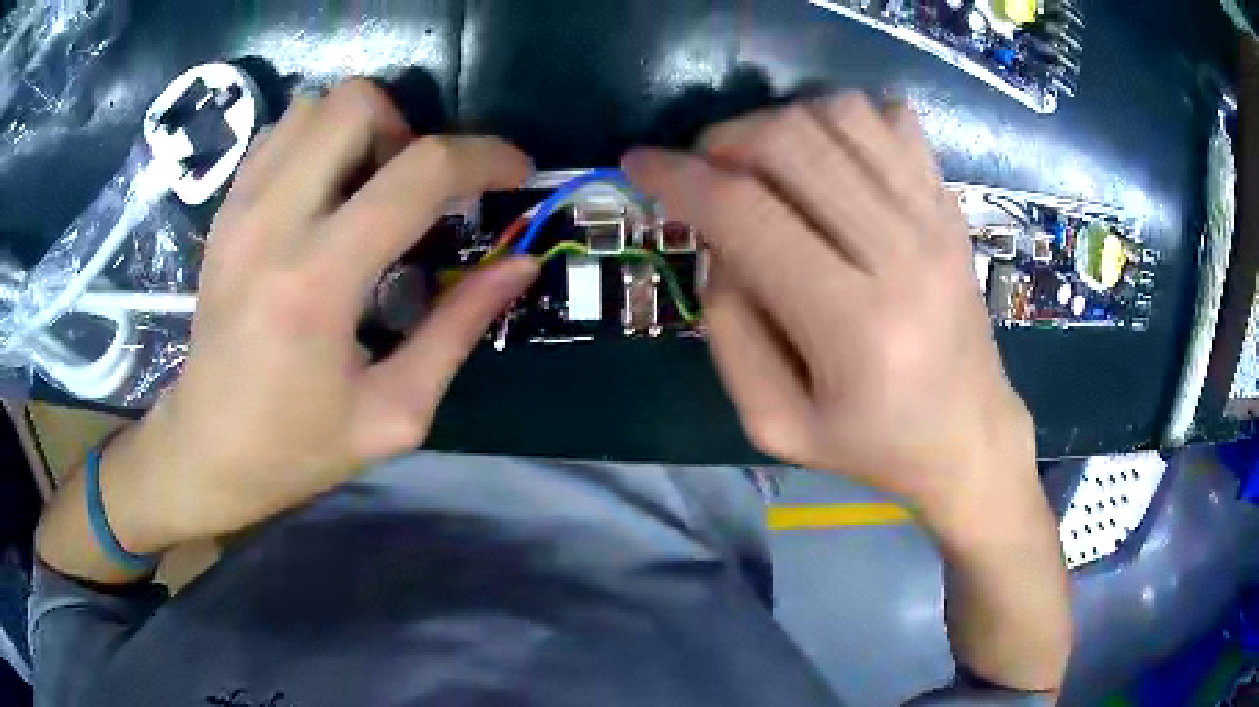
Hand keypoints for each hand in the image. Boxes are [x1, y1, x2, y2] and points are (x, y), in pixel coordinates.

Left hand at [117, 80, 537, 549]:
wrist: (206, 451)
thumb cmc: (297, 447)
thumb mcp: (394, 412)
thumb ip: (459, 329)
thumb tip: (520, 265)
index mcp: (318, 283)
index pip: (419, 173)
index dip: (484, 157)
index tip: (515, 172)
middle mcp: (272, 223)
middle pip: (357, 103)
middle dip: (409, 129)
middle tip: (416, 190)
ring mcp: (239, 209)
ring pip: (314, 106)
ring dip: (360, 131)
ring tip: (369, 190)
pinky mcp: (224, 212)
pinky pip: (279, 133)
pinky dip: (317, 142)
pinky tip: (324, 194)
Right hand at [624, 94, 1036, 527]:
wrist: (968, 436)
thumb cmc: (872, 443)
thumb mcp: (775, 425)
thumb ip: (728, 332)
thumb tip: (715, 241)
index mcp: (854, 325)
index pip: (746, 214)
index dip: (677, 178)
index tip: (639, 164)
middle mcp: (902, 253)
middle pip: (792, 142)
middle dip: (724, 140)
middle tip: (705, 170)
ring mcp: (934, 219)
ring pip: (841, 114)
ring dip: (781, 121)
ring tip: (765, 162)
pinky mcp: (950, 204)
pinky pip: (892, 118)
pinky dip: (844, 116)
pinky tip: (829, 156)